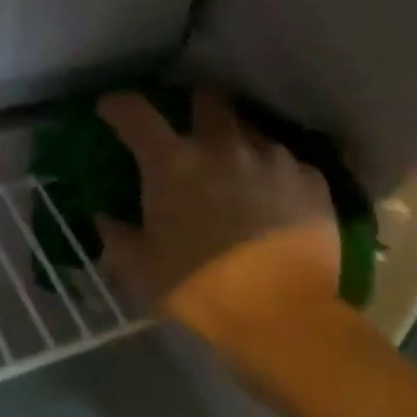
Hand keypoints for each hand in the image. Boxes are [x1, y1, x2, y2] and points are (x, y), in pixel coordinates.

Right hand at [95, 91, 338, 344]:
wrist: (285, 317)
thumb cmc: (202, 290)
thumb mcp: (143, 271)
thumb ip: (118, 239)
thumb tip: (105, 219)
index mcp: (174, 163)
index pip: (135, 113)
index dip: (118, 105)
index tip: (111, 109)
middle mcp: (224, 146)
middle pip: (207, 99)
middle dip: (194, 107)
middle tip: (190, 131)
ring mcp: (273, 158)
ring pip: (250, 129)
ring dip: (237, 143)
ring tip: (237, 172)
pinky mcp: (311, 179)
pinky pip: (287, 162)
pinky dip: (274, 174)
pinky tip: (275, 199)